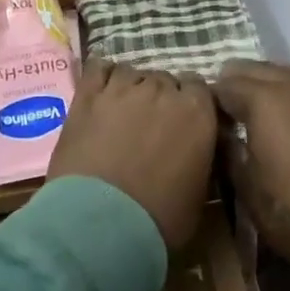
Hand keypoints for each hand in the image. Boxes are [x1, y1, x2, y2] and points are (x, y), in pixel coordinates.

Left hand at [49, 59, 217, 249]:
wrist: (101, 223)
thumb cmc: (159, 218)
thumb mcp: (199, 193)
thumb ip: (201, 157)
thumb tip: (196, 150)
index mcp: (197, 112)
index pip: (200, 88)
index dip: (191, 105)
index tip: (183, 124)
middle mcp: (163, 90)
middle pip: (166, 79)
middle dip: (161, 98)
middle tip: (151, 125)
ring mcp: (123, 88)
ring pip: (133, 72)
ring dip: (133, 88)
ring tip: (123, 112)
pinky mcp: (88, 94)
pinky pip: (99, 68)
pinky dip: (103, 76)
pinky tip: (101, 92)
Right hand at [211, 61, 289, 267]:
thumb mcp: (247, 189)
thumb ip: (229, 153)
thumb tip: (222, 135)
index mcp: (265, 100)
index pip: (225, 84)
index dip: (211, 99)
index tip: (204, 116)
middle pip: (259, 69)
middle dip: (239, 82)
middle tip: (228, 108)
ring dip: (272, 85)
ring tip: (262, 108)